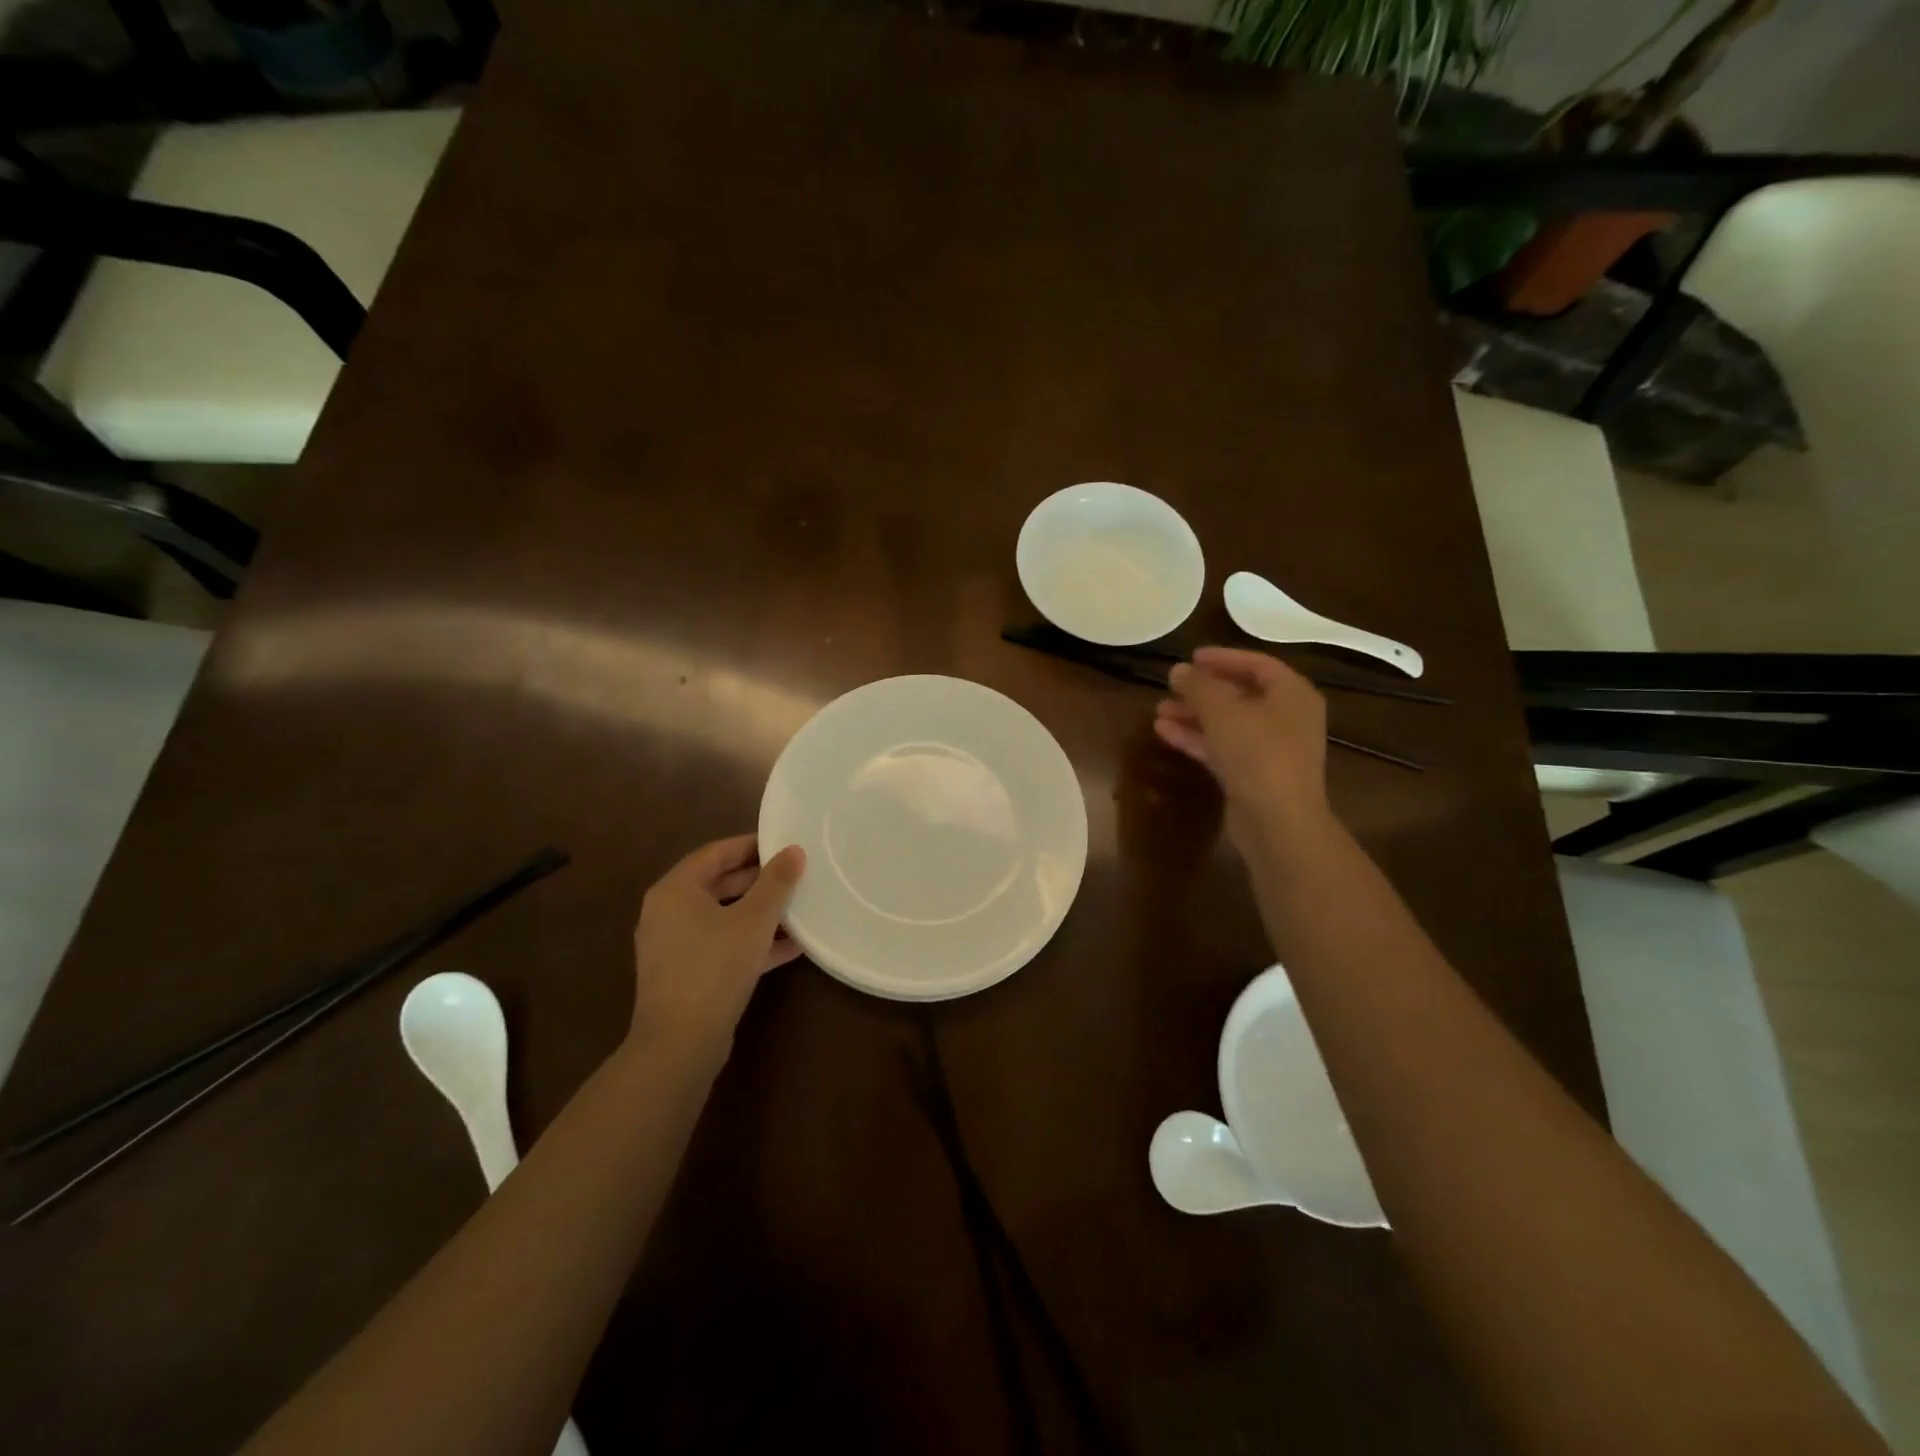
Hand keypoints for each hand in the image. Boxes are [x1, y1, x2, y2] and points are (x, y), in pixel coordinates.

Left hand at [629, 835, 805, 1051]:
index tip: (785, 843)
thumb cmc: (715, 966)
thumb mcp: (754, 919)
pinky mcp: (687, 975)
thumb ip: (776, 882)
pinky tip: (791, 946)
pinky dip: (752, 942)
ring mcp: (676, 947)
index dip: (751, 845)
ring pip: (724, 917)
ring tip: (799, 908)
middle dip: (759, 880)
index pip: (715, 853)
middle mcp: (668, 913)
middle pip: (719, 884)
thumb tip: (794, 851)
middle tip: (796, 874)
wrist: (681, 1043)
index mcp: (675, 890)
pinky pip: (723, 946)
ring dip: (760, 913)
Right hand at [1153, 647, 1330, 845]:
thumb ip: (1198, 686)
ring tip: (1159, 710)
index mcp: (1291, 694)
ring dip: (1194, 715)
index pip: (1257, 663)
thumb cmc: (1257, 753)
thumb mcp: (1222, 711)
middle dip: (1202, 690)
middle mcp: (1286, 718)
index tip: (1191, 656)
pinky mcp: (1253, 774)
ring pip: (1227, 722)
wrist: (1278, 822)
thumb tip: (1178, 670)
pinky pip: (1222, 747)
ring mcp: (1270, 748)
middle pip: (1240, 694)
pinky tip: (1163, 733)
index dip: (1223, 657)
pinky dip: (1196, 738)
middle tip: (1171, 685)